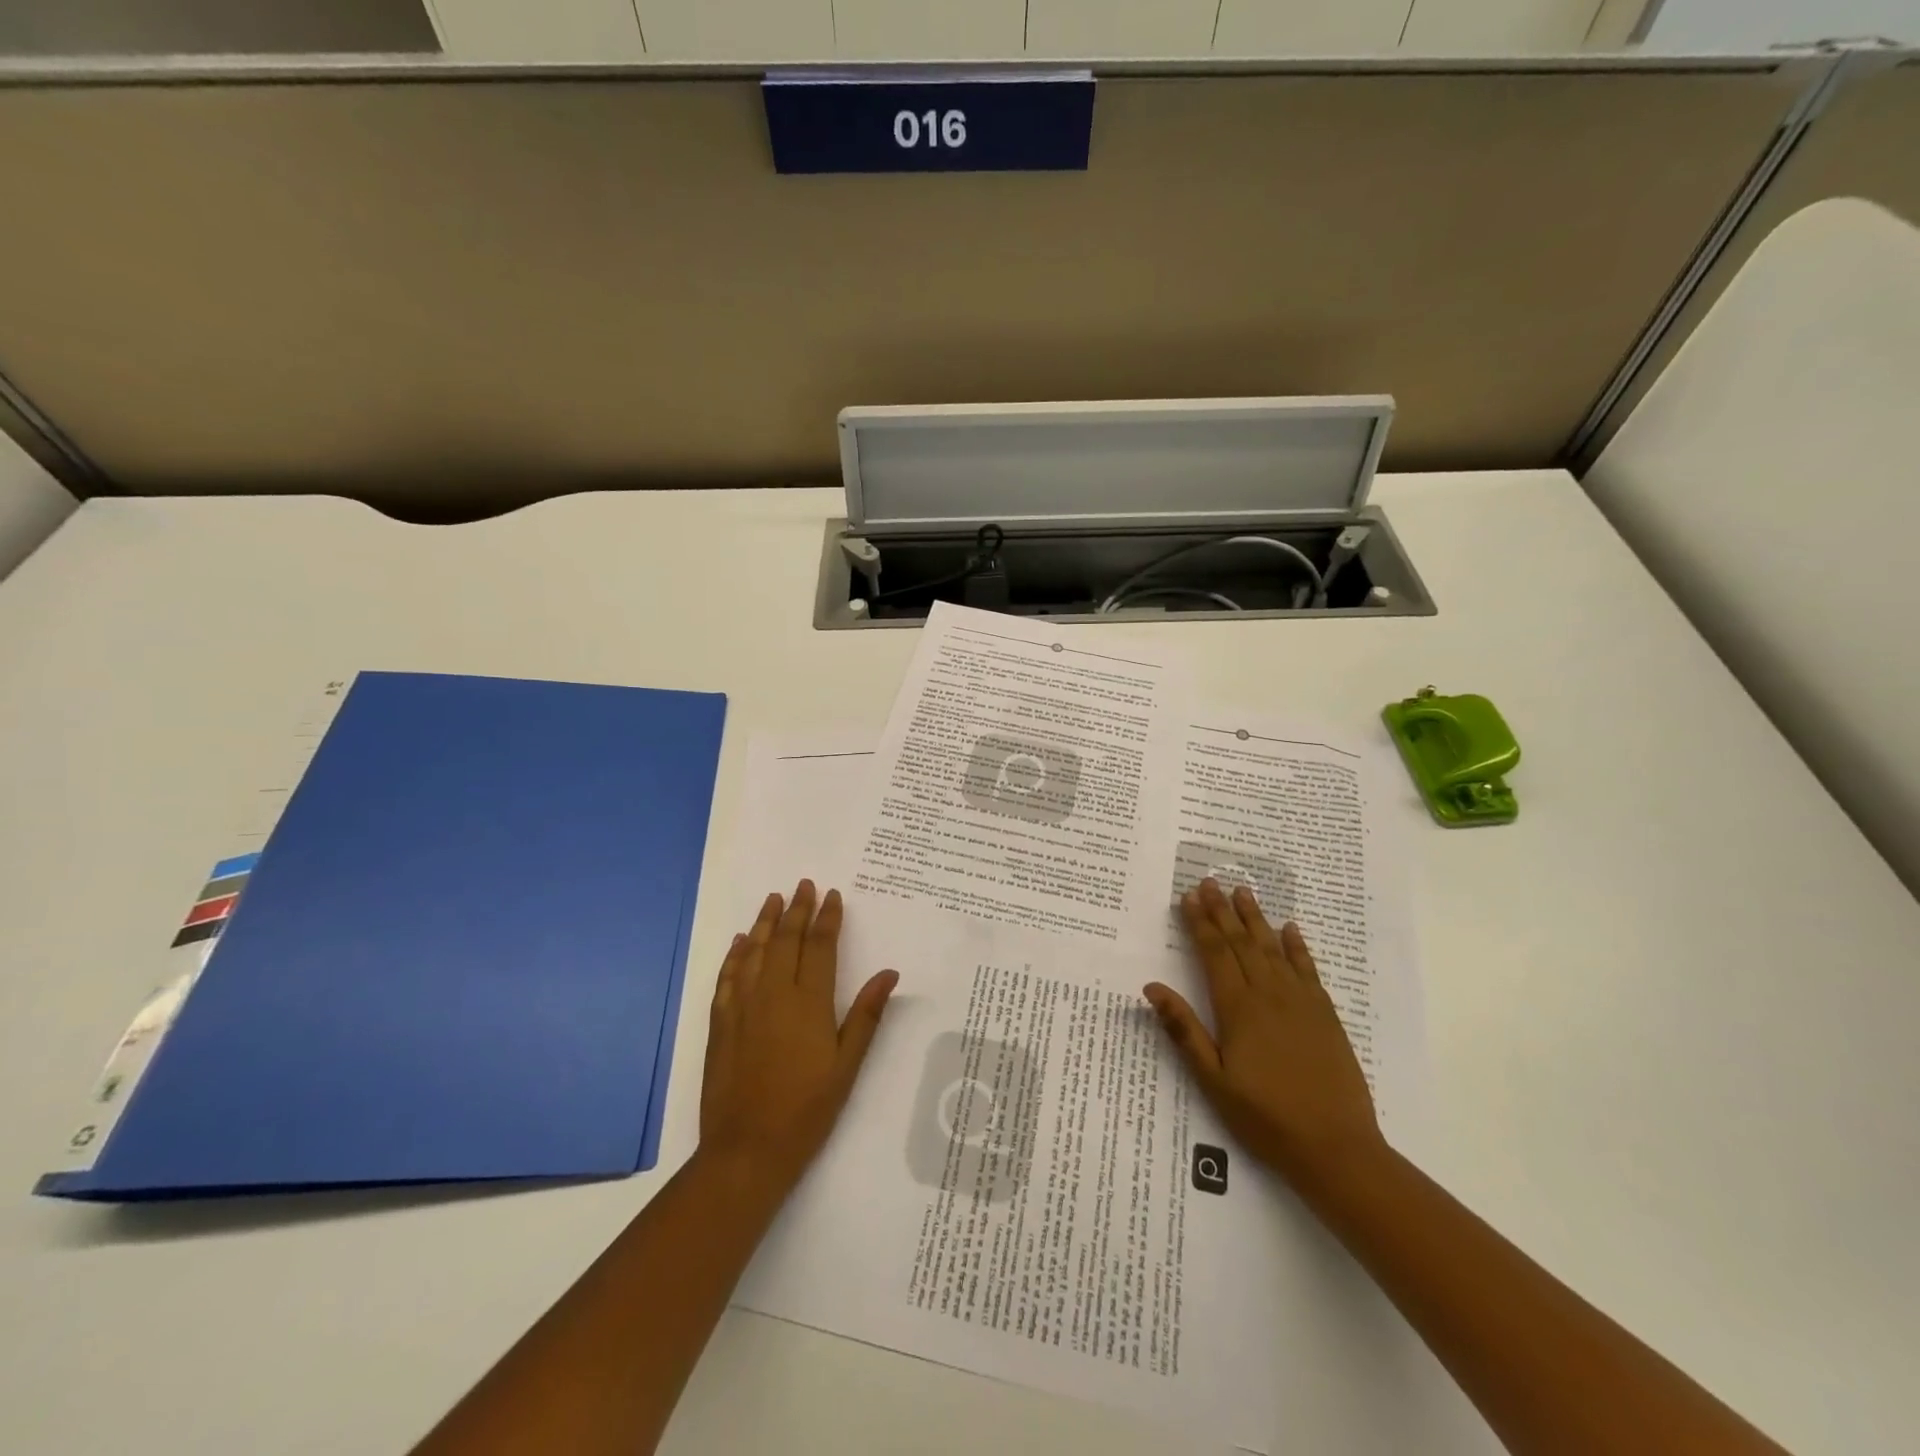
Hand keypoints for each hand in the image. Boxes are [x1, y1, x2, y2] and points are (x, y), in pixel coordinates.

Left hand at [698, 881, 898, 1198]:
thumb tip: (889, 973)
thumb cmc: (807, 1110)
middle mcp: (774, 994)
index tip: (832, 895)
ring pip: (754, 952)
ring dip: (765, 923)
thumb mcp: (847, 1066)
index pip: (819, 947)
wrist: (747, 1150)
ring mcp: (743, 1007)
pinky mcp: (721, 1024)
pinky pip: (727, 978)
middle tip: (804, 884)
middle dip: (797, 910)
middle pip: (787, 941)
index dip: (827, 918)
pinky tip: (739, 943)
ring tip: (773, 899)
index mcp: (809, 1002)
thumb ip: (866, 1016)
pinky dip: (734, 956)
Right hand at [1146, 879, 1384, 1187]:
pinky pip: (1308, 970)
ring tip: (1243, 891)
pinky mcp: (1325, 1015)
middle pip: (1241, 943)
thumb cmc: (1265, 1118)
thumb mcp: (1213, 1080)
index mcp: (1238, 1009)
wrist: (1336, 1148)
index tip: (1188, 897)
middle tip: (1210, 881)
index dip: (1199, 923)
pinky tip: (1290, 929)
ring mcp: (1300, 1002)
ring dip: (1256, 918)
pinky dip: (1297, 946)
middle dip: (1222, 910)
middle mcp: (1269, 995)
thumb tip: (1152, 987)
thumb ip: (1184, 1030)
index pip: (1214, 954)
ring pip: (1273, 948)